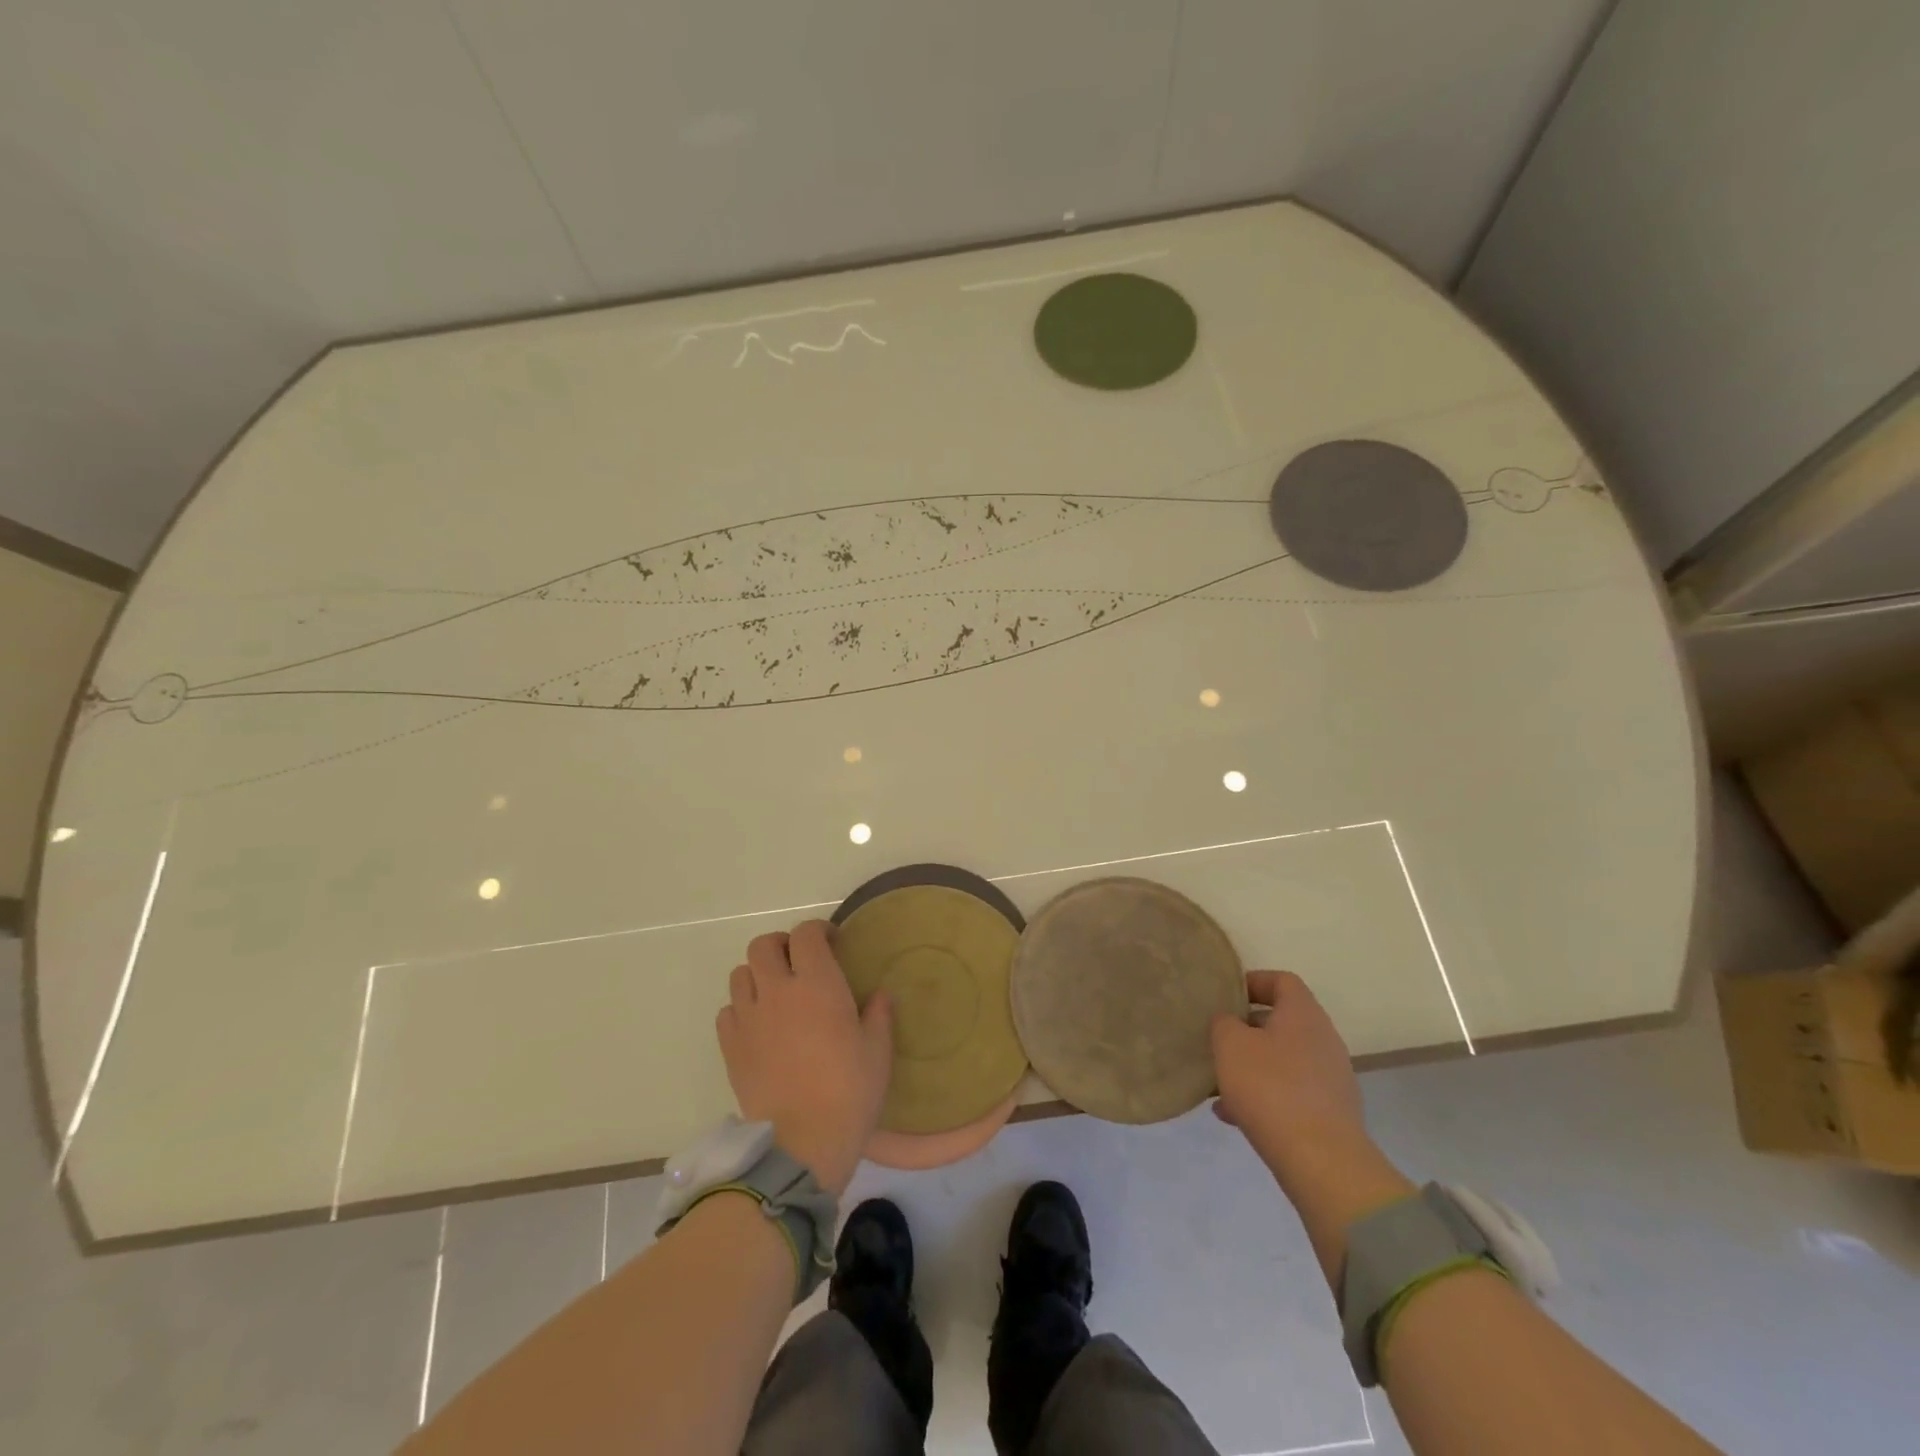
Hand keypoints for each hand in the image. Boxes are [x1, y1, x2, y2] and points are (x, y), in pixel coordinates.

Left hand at [715, 920, 892, 1196]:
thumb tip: (880, 994)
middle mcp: (777, 990)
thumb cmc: (849, 1092)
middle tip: (800, 963)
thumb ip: (878, 1015)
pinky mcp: (730, 1047)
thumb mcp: (878, 1051)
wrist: (801, 1143)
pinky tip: (759, 1026)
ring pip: (740, 973)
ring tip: (776, 993)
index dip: (818, 930)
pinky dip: (742, 1008)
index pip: (806, 934)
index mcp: (817, 984)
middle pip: (764, 945)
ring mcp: (748, 1018)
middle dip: (782, 945)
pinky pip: (728, 1011)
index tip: (832, 943)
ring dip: (758, 974)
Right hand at [1211, 971, 1384, 1192]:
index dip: (1253, 982)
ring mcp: (1331, 1078)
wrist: (1321, 1161)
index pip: (1282, 980)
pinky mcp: (1330, 1113)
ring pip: (1283, 1060)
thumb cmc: (1270, 1087)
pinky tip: (1233, 1115)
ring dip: (1252, 1066)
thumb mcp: (1230, 1044)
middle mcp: (1323, 1039)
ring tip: (1219, 1083)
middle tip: (1217, 1040)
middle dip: (1247, 1029)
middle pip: (1282, 1022)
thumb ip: (1224, 1023)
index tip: (1226, 996)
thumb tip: (1229, 1022)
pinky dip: (1264, 1096)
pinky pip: (1290, 1093)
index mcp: (1303, 1014)